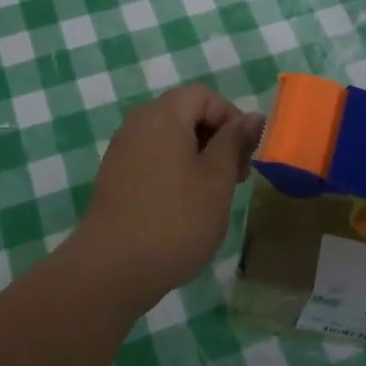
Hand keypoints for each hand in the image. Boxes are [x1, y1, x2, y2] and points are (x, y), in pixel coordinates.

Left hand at [71, 84, 263, 309]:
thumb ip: (234, 142)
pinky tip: (185, 207)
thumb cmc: (176, 219)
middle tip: (235, 178)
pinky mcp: (115, 178)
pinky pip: (152, 159)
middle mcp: (138, 124)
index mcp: (163, 115)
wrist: (113, 269)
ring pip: (169, 139)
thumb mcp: (217, 179)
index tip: (244, 155)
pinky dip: (175, 172)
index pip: (203, 96)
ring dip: (197, 158)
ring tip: (213, 196)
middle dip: (216, 139)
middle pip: (185, 114)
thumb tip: (252, 117)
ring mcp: (122, 152)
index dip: (230, 118)